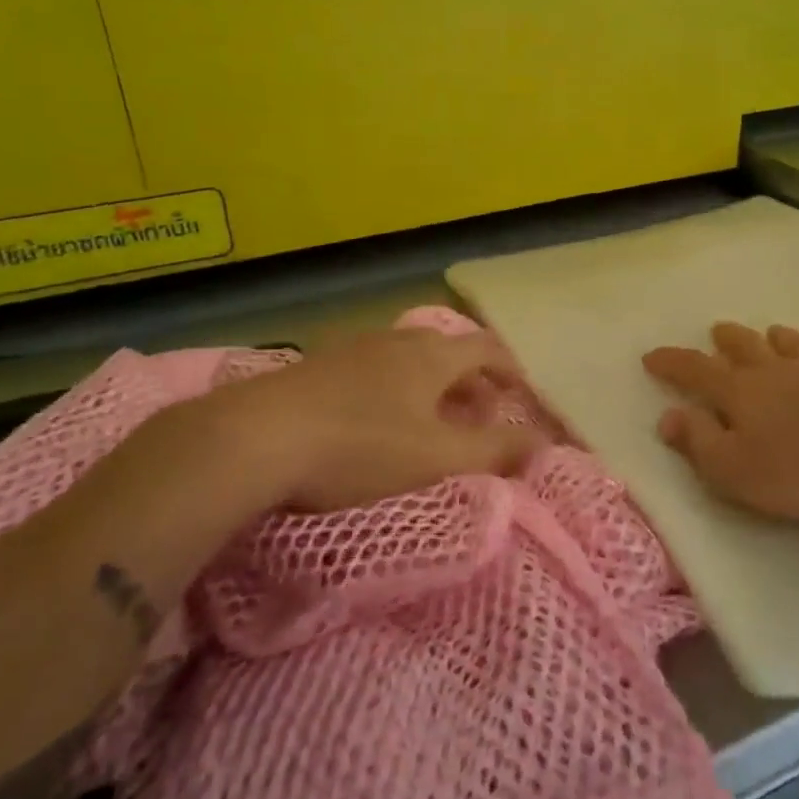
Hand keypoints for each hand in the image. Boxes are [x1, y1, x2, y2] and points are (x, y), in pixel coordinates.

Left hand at [172, 328, 546, 513]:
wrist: (255, 438)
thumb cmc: (360, 446)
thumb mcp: (437, 457)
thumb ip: (495, 451)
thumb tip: (543, 444)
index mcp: (432, 356)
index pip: (488, 348)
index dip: (512, 370)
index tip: (523, 397)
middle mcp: (397, 341)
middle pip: (449, 351)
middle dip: (474, 382)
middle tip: (482, 415)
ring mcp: (354, 350)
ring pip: (410, 360)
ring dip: (434, 386)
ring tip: (434, 422)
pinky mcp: (318, 368)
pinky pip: (375, 371)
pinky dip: (397, 391)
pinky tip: (378, 423)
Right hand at [643, 322, 798, 520]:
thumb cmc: (797, 469)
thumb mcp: (732, 468)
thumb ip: (698, 441)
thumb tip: (668, 416)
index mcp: (740, 391)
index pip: (695, 371)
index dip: (671, 363)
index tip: (651, 356)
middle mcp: (776, 373)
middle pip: (746, 348)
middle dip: (727, 340)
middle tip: (717, 331)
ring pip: (795, 349)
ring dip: (781, 340)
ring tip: (774, 332)